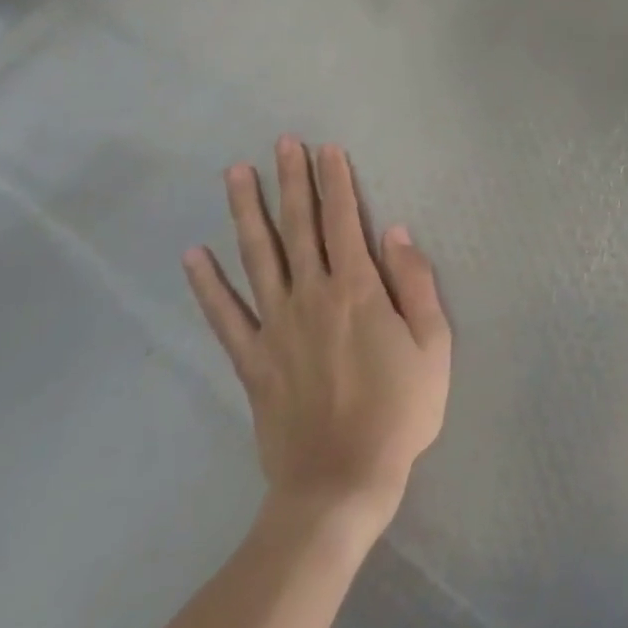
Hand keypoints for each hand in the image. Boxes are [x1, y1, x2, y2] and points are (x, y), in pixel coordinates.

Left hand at [182, 139, 450, 534]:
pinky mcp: (252, 361)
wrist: (341, 484)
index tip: (327, 148)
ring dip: (247, 212)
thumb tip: (394, 232)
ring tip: (234, 174)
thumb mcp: (434, 345)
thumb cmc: (400, 411)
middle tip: (282, 143)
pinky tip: (193, 255)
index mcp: (358, 290)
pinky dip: (207, 285)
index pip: (344, 221)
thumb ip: (416, 283)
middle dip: (292, 181)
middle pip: (299, 227)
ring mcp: (275, 327)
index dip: (336, 181)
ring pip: (258, 257)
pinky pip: (225, 316)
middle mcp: (312, 296)